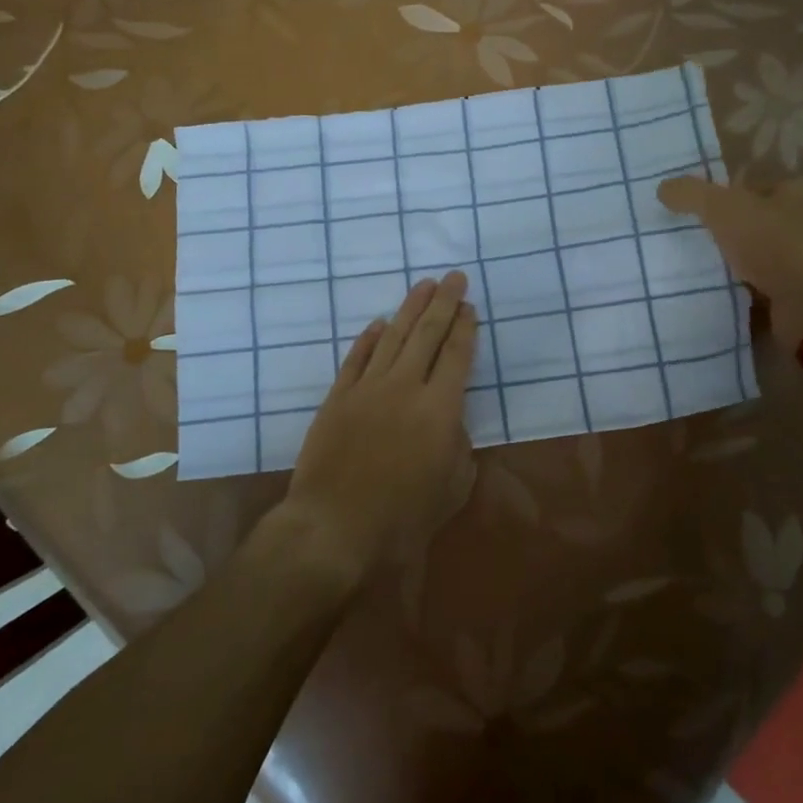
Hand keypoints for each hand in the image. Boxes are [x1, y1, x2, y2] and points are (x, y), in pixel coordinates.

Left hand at [280, 271, 477, 585]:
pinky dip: (368, 338)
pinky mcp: (338, 397)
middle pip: (427, 334)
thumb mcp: (452, 489)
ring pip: (392, 337)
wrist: (333, 526)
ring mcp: (368, 388)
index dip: (465, 328)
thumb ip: (459, 449)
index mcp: (440, 409)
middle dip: (444, 302)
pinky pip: (356, 358)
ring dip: (410, 308)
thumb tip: (452, 423)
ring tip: (423, 285)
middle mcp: (405, 387)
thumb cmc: (401, 518)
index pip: (457, 355)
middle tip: (453, 277)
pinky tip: (378, 323)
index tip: (469, 306)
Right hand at [658, 175, 802, 349]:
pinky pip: (764, 288)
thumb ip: (692, 193)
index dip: (728, 197)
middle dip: (729, 232)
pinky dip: (744, 291)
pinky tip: (718, 293)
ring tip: (700, 268)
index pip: (758, 187)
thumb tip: (663, 188)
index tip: (699, 213)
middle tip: (694, 240)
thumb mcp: (724, 208)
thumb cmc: (776, 245)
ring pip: (760, 257)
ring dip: (735, 264)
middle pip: (759, 222)